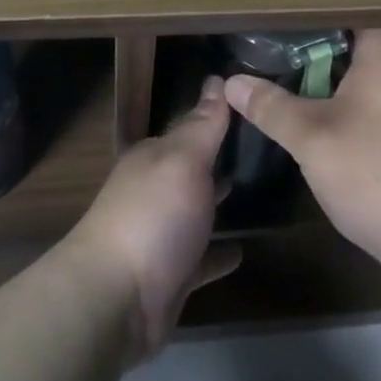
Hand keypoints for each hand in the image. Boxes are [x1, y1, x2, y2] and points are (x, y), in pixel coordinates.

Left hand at [66, 76, 240, 360]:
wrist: (115, 301)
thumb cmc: (152, 217)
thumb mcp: (182, 161)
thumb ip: (203, 125)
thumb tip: (215, 79)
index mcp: (153, 159)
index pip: (190, 129)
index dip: (218, 118)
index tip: (253, 109)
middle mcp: (153, 191)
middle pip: (192, 171)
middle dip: (221, 161)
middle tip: (264, 150)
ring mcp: (160, 236)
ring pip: (196, 212)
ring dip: (220, 205)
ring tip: (260, 194)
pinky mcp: (170, 276)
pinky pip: (201, 259)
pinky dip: (219, 254)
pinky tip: (244, 251)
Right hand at [224, 29, 380, 277]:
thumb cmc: (375, 173)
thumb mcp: (312, 138)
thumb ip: (271, 107)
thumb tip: (232, 82)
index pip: (356, 9)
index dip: (321, 6)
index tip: (285, 8)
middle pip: (357, 43)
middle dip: (316, 43)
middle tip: (273, 41)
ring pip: (363, 77)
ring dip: (329, 77)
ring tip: (286, 73)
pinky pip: (372, 104)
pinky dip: (344, 103)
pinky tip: (318, 118)